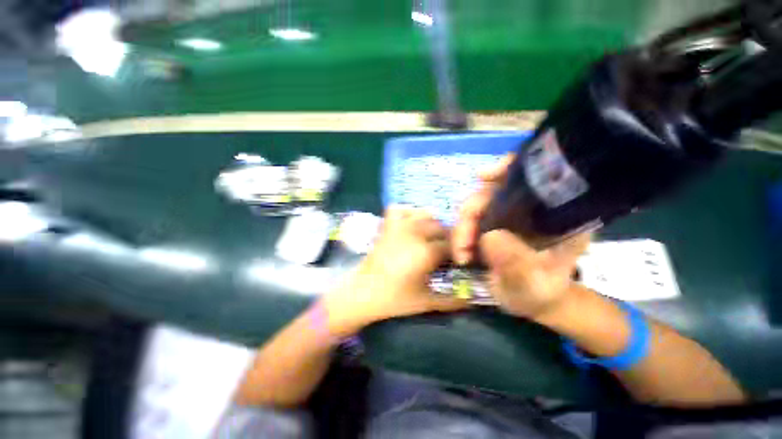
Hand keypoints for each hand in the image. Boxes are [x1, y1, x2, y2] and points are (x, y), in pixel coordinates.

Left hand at [324, 206, 469, 334]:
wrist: (363, 291)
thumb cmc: (395, 299)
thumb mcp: (426, 302)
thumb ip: (453, 301)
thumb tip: (471, 299)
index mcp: (427, 252)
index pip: (452, 246)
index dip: (456, 254)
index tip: (454, 262)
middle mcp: (416, 233)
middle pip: (441, 228)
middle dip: (446, 239)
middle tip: (442, 253)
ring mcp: (400, 226)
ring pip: (425, 214)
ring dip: (431, 224)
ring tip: (429, 238)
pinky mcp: (388, 225)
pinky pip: (401, 209)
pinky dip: (409, 212)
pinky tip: (411, 225)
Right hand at [452, 154, 590, 319]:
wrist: (532, 300)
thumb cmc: (539, 292)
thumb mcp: (532, 284)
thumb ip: (517, 265)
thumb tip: (488, 237)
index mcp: (556, 214)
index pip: (538, 174)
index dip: (509, 167)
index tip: (482, 177)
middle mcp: (532, 207)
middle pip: (495, 190)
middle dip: (470, 213)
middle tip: (462, 245)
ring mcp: (510, 214)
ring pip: (478, 204)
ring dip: (462, 226)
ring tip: (461, 252)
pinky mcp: (494, 222)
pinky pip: (472, 216)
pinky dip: (462, 229)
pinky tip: (461, 247)